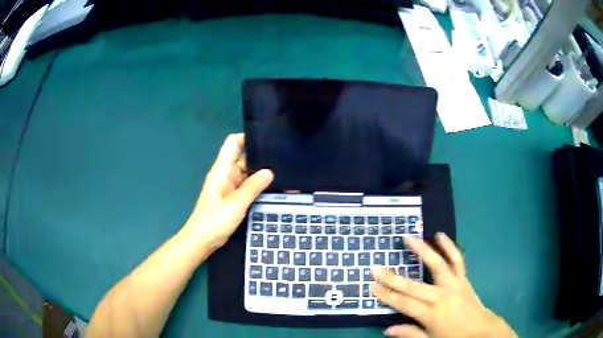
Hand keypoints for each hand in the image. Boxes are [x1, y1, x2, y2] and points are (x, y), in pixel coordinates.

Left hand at [183, 133, 272, 250]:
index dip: (248, 137)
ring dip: (261, 171)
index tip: (268, 139)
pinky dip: (258, 183)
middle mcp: (226, 174)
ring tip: (284, 170)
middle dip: (260, 155)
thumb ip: (252, 187)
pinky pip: (247, 184)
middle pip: (243, 156)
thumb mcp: (235, 205)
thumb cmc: (214, 222)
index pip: (233, 143)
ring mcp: (230, 185)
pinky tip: (273, 185)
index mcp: (222, 170)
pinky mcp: (233, 196)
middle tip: (283, 157)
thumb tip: (270, 171)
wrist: (201, 241)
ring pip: (247, 171)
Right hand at [371, 233, 516, 337]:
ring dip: (422, 250)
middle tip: (376, 266)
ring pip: (436, 265)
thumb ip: (409, 334)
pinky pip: (457, 260)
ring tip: (408, 237)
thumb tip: (386, 329)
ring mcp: (454, 284)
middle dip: (392, 277)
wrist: (481, 330)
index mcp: (430, 314)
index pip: (403, 303)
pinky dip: (450, 247)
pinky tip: (441, 235)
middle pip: (412, 286)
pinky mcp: (463, 279)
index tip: (371, 285)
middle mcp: (440, 297)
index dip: (386, 295)